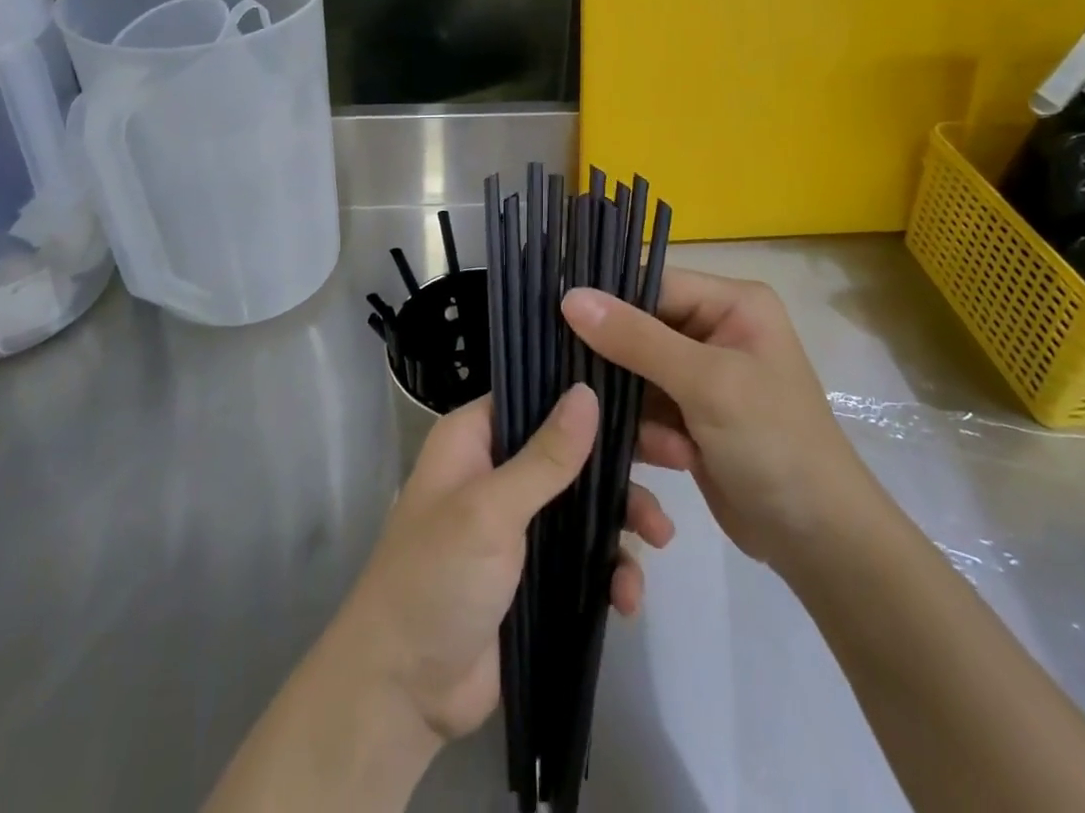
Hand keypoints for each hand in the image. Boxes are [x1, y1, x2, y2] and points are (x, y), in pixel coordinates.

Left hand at [326, 384, 676, 746]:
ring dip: (625, 518)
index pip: (537, 394)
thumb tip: (587, 391)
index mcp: (475, 438)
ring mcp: (519, 524)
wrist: (404, 692)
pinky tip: (627, 597)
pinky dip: (610, 571)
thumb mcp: (490, 510)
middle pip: (572, 448)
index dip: (588, 394)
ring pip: (586, 502)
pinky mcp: (536, 574)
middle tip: (680, 460)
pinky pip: (585, 557)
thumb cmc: (437, 578)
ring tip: (659, 539)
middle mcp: (498, 470)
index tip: (645, 397)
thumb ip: (545, 456)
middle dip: (622, 460)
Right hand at [563, 271, 867, 573]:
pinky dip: (650, 434)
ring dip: (640, 410)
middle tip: (595, 395)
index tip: (559, 323)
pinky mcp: (692, 416)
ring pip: (636, 374)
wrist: (820, 543)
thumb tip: (569, 296)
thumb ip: (636, 338)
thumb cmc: (774, 444)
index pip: (652, 284)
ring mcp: (703, 375)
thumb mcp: (706, 383)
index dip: (608, 302)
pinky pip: (647, 408)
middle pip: (639, 329)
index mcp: (732, 303)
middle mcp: (716, 329)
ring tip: (667, 442)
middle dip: (624, 368)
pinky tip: (673, 458)